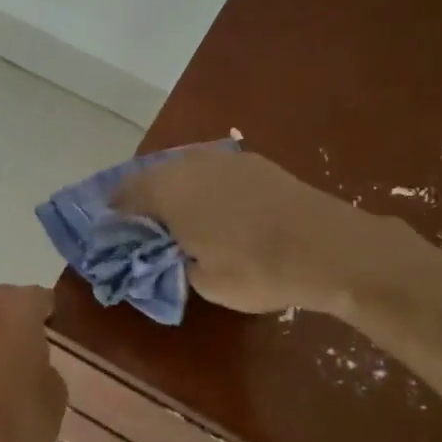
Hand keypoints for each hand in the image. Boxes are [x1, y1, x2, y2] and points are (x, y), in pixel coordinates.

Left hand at [0, 285, 67, 441]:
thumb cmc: (16, 415)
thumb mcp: (56, 395)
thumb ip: (49, 371)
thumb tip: (35, 370)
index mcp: (16, 304)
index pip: (45, 300)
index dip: (58, 320)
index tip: (66, 342)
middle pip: (11, 309)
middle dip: (25, 329)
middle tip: (43, 359)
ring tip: (16, 381)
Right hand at [117, 148, 407, 316]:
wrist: (331, 248)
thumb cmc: (255, 268)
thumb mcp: (201, 281)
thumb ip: (172, 262)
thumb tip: (167, 252)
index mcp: (168, 190)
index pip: (124, 197)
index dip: (114, 217)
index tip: (111, 235)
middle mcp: (191, 165)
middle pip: (153, 177)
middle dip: (142, 200)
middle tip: (142, 228)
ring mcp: (227, 160)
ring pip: (185, 171)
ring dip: (174, 192)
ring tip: (177, 220)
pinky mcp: (257, 165)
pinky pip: (214, 173)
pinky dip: (205, 189)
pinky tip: (215, 211)